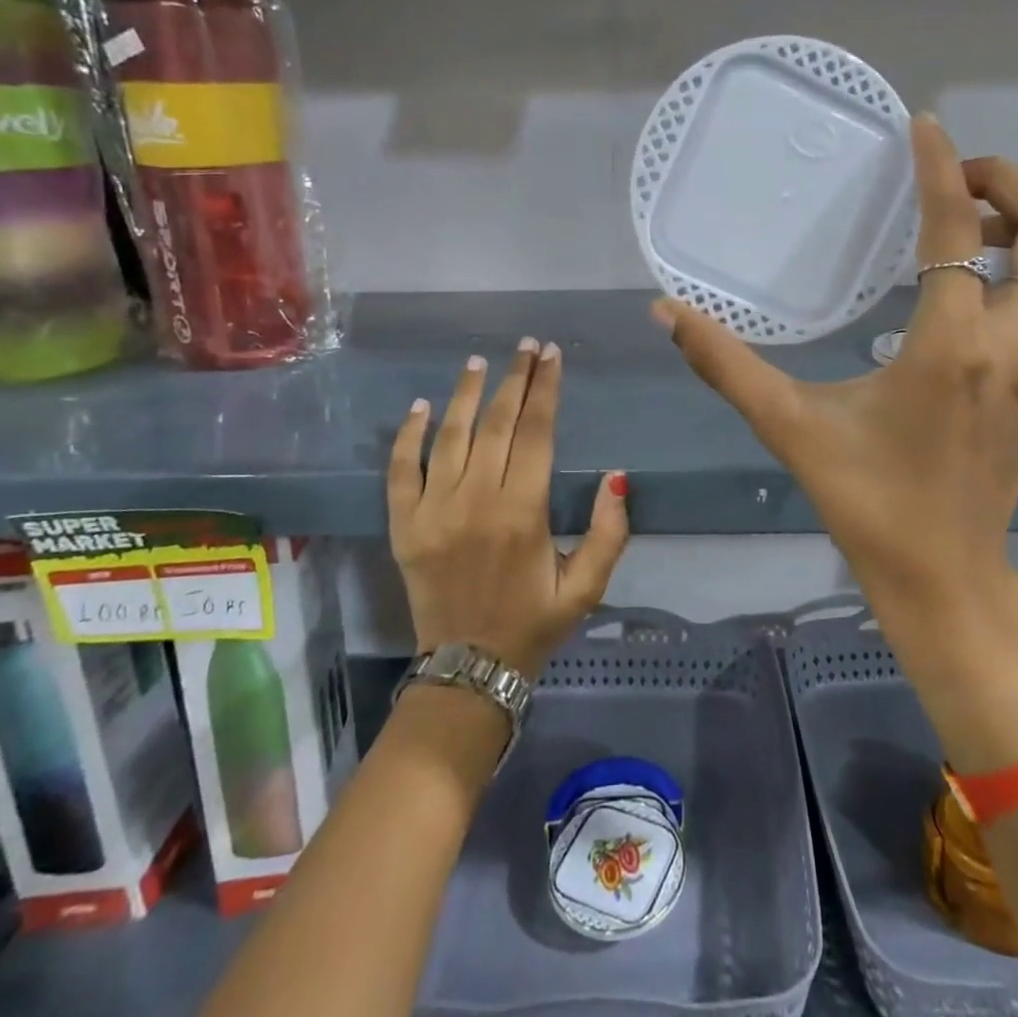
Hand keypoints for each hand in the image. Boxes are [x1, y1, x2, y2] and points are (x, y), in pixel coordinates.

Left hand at [388, 339, 630, 679]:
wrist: (468, 670)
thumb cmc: (534, 624)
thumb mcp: (587, 586)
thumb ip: (609, 532)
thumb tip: (615, 477)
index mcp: (523, 512)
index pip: (535, 432)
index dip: (545, 389)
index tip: (551, 356)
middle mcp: (476, 501)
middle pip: (496, 423)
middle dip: (514, 379)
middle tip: (526, 346)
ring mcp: (433, 510)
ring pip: (450, 436)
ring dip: (466, 394)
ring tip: (480, 361)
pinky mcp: (404, 525)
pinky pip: (402, 469)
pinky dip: (409, 435)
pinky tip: (421, 406)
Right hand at [654, 115, 1017, 766]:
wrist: (943, 575)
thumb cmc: (864, 501)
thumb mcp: (789, 426)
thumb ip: (725, 364)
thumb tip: (665, 311)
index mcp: (950, 347)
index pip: (957, 230)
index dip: (941, 167)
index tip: (923, 125)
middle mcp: (1016, 345)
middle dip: (1011, 182)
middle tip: (955, 181)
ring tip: (983, 226)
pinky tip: (1001, 282)